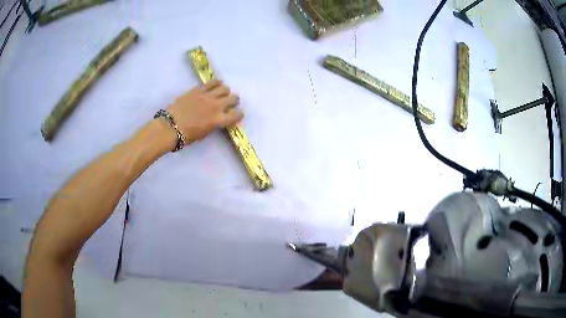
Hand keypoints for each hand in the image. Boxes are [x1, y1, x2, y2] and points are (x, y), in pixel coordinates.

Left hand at [167, 80, 242, 143]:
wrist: (170, 127)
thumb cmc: (186, 136)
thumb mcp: (204, 134)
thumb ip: (214, 124)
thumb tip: (218, 119)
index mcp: (219, 120)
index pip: (237, 115)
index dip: (238, 115)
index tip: (236, 115)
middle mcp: (217, 106)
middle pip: (234, 98)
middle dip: (234, 101)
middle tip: (229, 103)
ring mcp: (208, 96)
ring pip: (225, 88)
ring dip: (225, 92)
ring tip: (221, 94)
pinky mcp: (198, 89)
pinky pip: (212, 82)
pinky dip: (216, 83)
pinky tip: (214, 86)